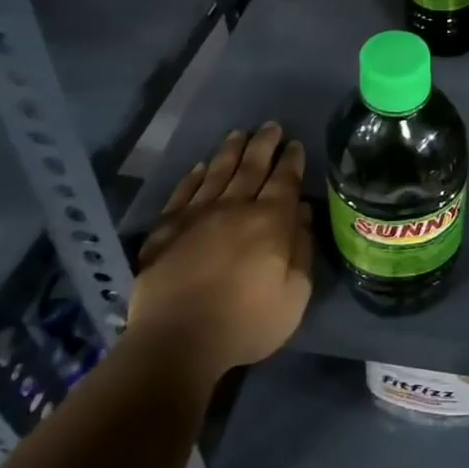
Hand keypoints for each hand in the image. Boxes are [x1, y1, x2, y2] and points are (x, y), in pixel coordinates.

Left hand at [132, 123, 313, 374]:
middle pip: (251, 167)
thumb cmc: (246, 322)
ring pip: (216, 173)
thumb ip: (302, 251)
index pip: (284, 181)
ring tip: (238, 134)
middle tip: (271, 126)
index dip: (291, 161)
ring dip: (230, 151)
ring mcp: (196, 216)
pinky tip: (199, 167)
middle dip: (263, 144)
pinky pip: (182, 193)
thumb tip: (303, 214)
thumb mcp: (294, 295)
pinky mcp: (165, 230)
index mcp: (270, 222)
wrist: (176, 341)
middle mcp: (234, 208)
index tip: (295, 144)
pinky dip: (192, 177)